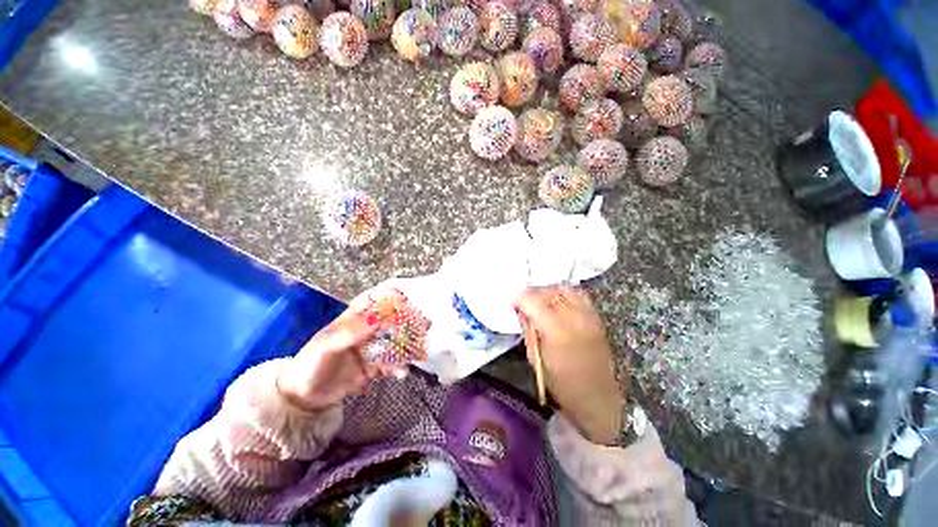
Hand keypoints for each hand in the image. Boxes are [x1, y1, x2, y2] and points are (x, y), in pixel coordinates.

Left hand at [277, 297, 406, 411]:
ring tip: (419, 349)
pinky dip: (397, 369)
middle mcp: (364, 333)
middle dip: (406, 322)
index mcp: (352, 321)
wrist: (301, 397)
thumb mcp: (327, 345)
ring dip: (406, 345)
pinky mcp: (370, 369)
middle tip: (424, 324)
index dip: (389, 297)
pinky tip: (403, 373)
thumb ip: (351, 332)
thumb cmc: (311, 364)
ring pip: (392, 343)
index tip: (408, 297)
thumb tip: (377, 319)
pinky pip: (388, 366)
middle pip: (389, 322)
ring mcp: (369, 350)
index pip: (373, 302)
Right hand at [515, 286, 623, 444]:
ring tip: (540, 302)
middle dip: (532, 294)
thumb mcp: (535, 358)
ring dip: (548, 292)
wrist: (598, 397)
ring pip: (563, 289)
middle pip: (548, 291)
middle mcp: (573, 317)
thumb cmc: (562, 384)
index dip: (519, 298)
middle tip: (524, 304)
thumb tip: (521, 310)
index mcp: (556, 331)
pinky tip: (558, 303)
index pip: (533, 300)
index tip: (512, 302)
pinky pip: (579, 294)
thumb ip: (528, 329)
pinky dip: (565, 294)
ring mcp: (588, 315)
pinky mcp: (596, 317)